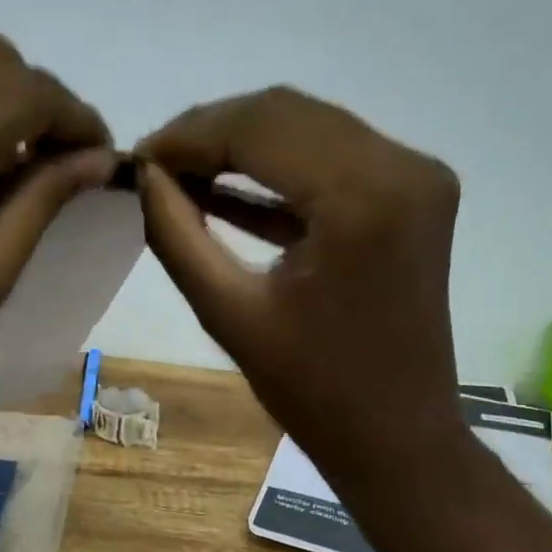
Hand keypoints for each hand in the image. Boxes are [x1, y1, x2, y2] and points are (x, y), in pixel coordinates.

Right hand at [136, 87, 463, 484]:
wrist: (397, 436)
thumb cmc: (313, 392)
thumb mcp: (229, 313)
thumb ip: (177, 235)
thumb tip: (143, 176)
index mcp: (362, 198)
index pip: (259, 128)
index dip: (189, 136)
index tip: (136, 158)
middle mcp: (402, 167)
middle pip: (286, 115)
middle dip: (212, 133)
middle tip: (154, 166)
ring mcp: (415, 177)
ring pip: (308, 128)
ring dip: (241, 145)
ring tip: (179, 175)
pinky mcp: (412, 194)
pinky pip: (331, 160)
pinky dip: (277, 170)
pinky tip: (222, 188)